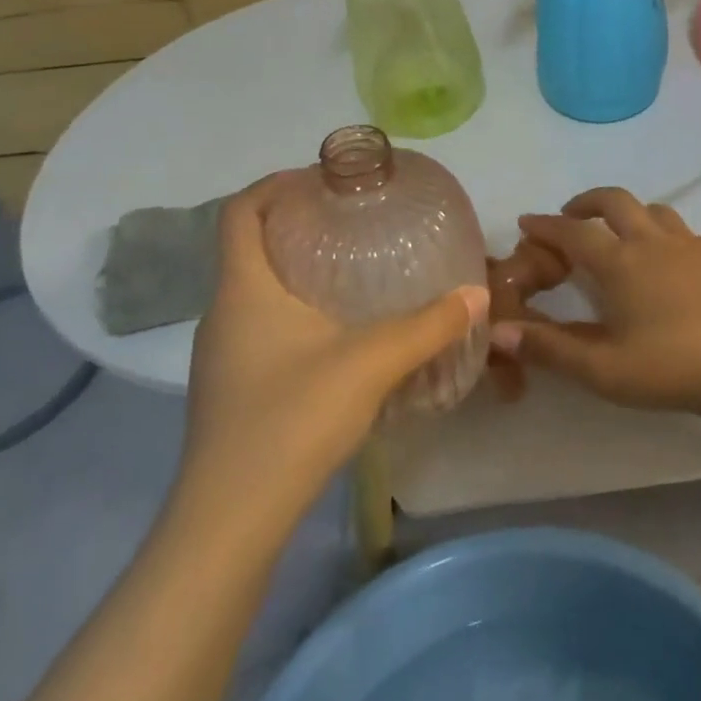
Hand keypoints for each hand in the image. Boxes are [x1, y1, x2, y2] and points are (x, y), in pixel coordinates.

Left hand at [181, 174, 487, 504]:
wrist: (230, 520)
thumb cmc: (291, 420)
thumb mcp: (371, 363)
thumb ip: (428, 326)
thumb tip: (477, 295)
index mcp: (243, 289)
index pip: (241, 211)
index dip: (276, 184)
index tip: (323, 180)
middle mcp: (224, 313)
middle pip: (251, 246)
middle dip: (298, 225)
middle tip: (354, 221)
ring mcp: (223, 354)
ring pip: (258, 290)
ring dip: (299, 270)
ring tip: (355, 270)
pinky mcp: (234, 387)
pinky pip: (264, 325)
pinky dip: (298, 310)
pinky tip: (341, 334)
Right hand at [491, 187, 700, 421]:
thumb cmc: (669, 368)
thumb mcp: (601, 369)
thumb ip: (549, 348)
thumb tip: (498, 332)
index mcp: (619, 262)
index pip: (571, 232)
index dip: (545, 225)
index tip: (527, 222)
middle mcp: (652, 241)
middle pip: (614, 201)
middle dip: (586, 202)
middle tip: (571, 216)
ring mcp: (691, 244)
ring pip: (654, 210)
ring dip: (629, 214)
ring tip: (621, 235)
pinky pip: (684, 233)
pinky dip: (664, 236)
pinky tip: (669, 262)